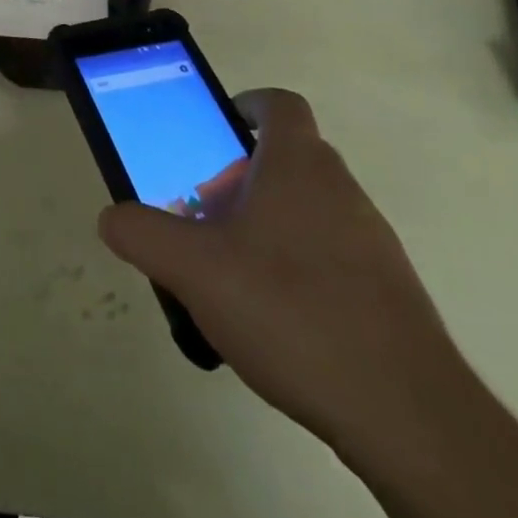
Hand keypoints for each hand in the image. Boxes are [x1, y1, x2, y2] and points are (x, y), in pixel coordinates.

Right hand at [98, 89, 466, 450]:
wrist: (405, 413)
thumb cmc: (291, 310)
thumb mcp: (195, 269)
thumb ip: (144, 235)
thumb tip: (112, 217)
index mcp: (299, 164)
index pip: (279, 104)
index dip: (247, 105)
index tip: (216, 131)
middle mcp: (341, 188)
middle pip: (289, 157)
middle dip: (242, 175)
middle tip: (206, 213)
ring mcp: (371, 240)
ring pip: (310, 208)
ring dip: (269, 223)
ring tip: (233, 272)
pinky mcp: (388, 290)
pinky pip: (333, 254)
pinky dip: (300, 266)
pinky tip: (276, 318)